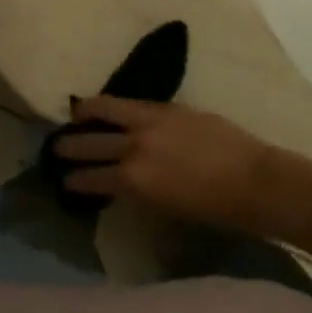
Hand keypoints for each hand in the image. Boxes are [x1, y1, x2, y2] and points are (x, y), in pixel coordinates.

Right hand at [54, 96, 276, 235]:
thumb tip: (123, 183)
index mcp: (134, 180)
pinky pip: (134, 103)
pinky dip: (118, 106)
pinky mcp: (170, 108)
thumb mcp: (167, 207)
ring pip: (108, 109)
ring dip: (87, 112)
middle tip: (56, 147)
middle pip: (91, 142)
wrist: (255, 181)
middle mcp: (135, 146)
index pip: (92, 178)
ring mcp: (152, 121)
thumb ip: (140, 191)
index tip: (64, 180)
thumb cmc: (215, 209)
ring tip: (76, 113)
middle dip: (70, 146)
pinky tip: (113, 107)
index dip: (75, 180)